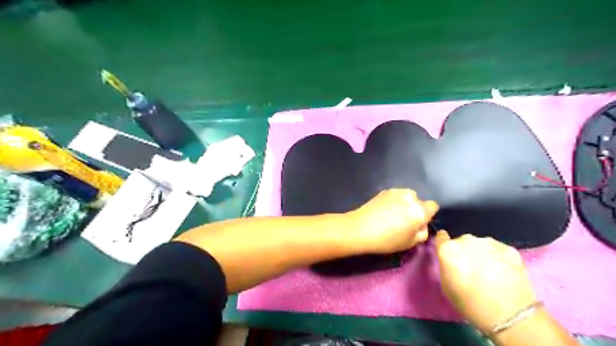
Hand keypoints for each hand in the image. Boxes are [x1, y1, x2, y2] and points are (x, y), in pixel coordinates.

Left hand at [346, 189, 436, 253]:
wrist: (360, 228)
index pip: (433, 206)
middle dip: (415, 208)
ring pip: (407, 196)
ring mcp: (396, 191)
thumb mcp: (410, 243)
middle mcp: (410, 197)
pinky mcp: (384, 190)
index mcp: (420, 210)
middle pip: (419, 200)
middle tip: (404, 220)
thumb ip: (422, 232)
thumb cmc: (387, 240)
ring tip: (393, 215)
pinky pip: (396, 195)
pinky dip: (394, 201)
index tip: (419, 223)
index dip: (428, 215)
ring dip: (405, 203)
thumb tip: (422, 225)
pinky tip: (384, 211)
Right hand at [435, 231, 537, 333]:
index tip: (448, 252)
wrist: (509, 316)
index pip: (441, 237)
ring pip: (481, 245)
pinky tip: (503, 272)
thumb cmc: (470, 303)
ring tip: (489, 272)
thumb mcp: (446, 286)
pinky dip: (499, 258)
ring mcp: (489, 242)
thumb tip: (451, 260)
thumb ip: (446, 266)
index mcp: (449, 249)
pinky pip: (499, 250)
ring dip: (482, 254)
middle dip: (465, 251)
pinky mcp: (509, 248)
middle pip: (462, 241)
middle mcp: (467, 240)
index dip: (444, 243)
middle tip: (471, 268)